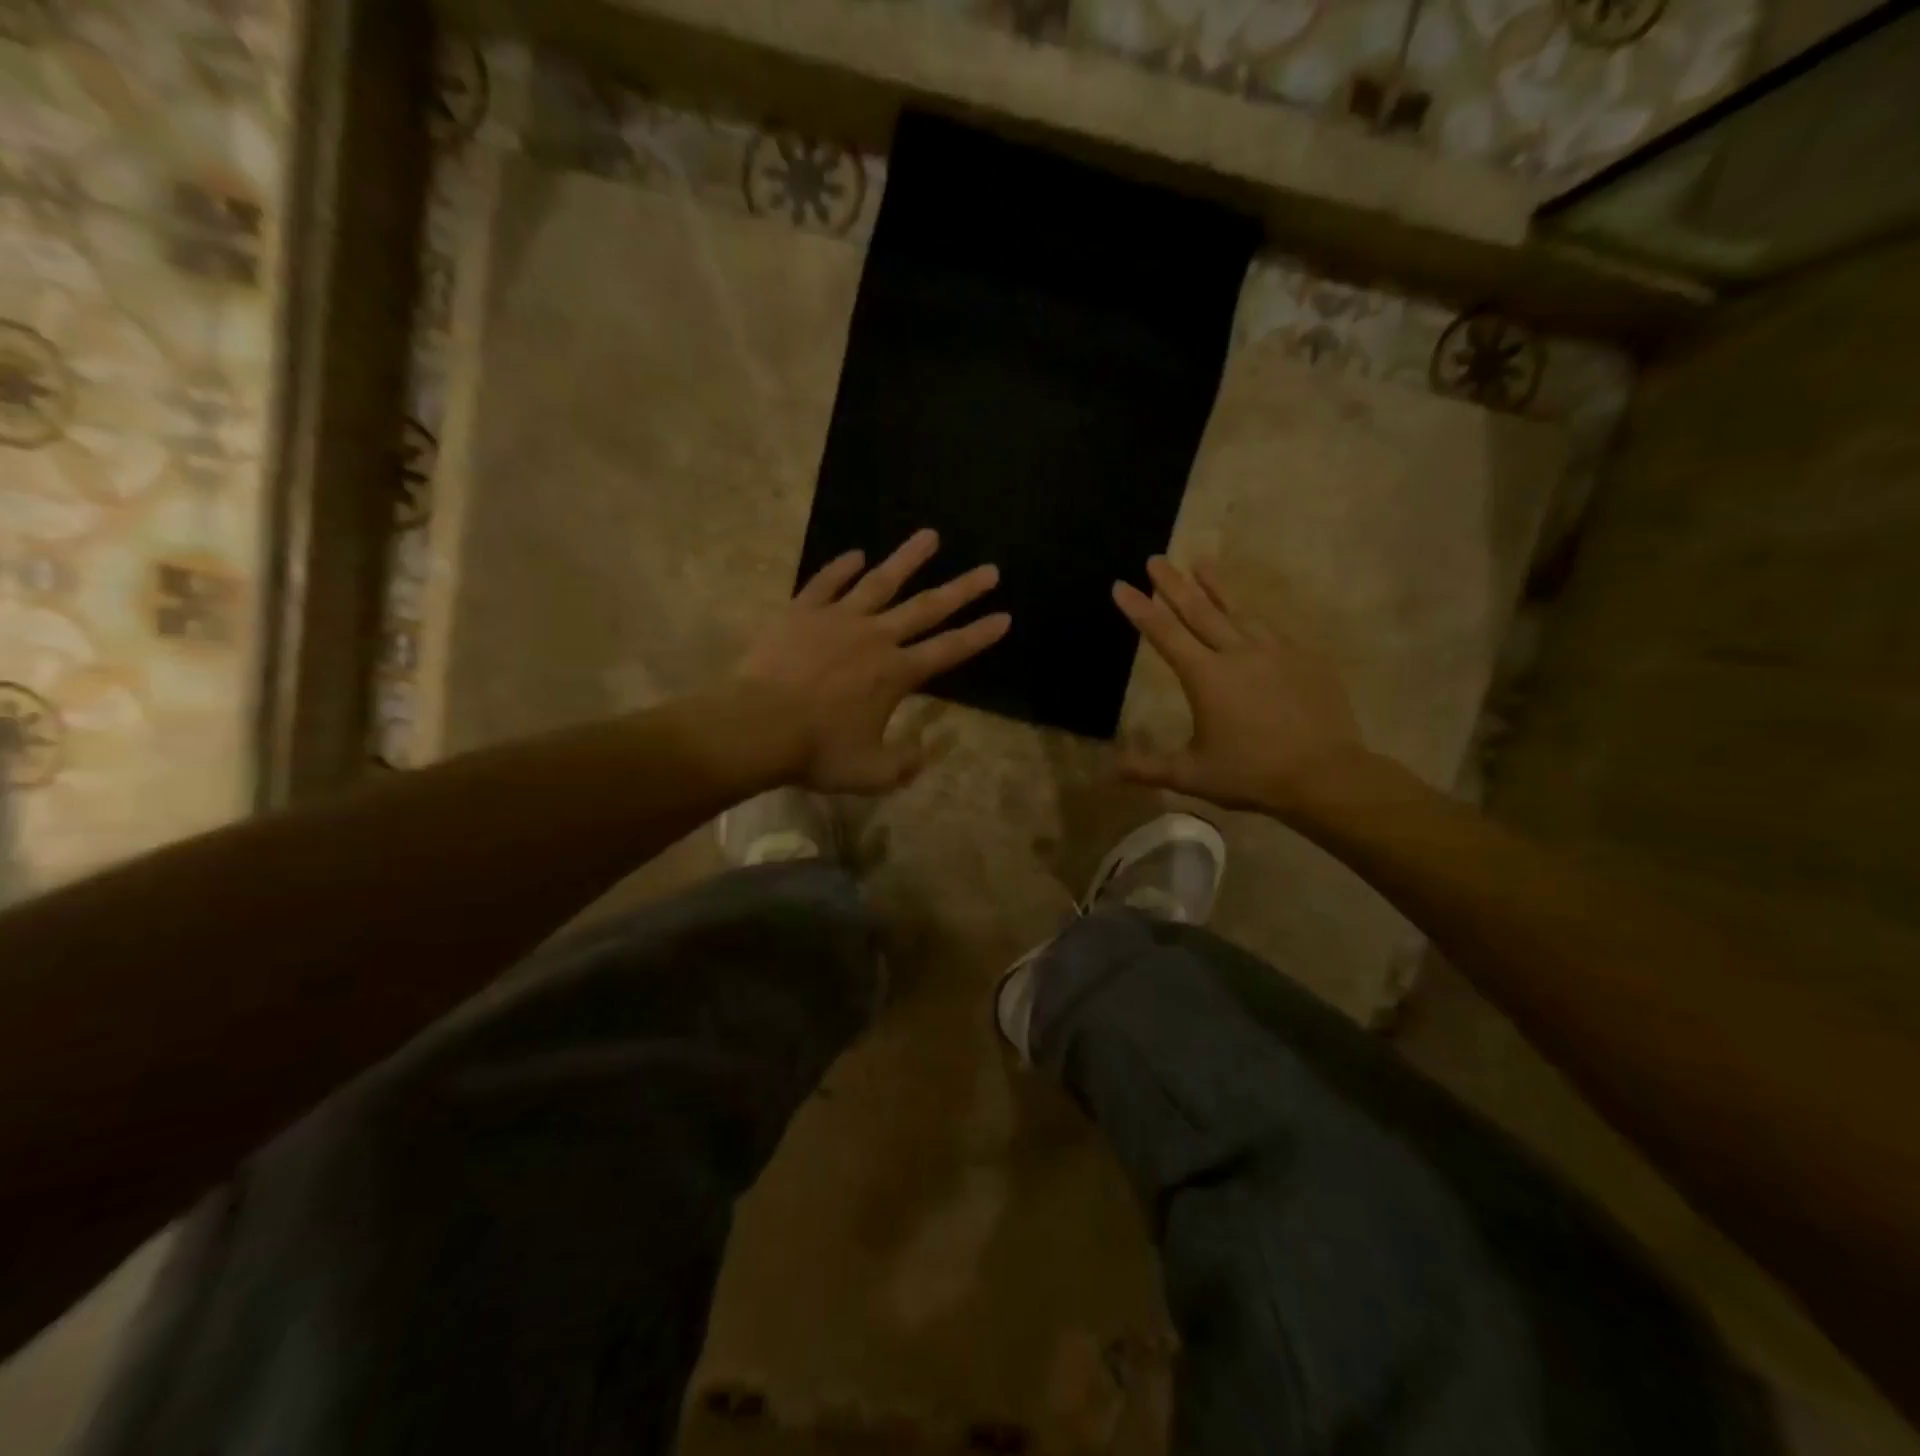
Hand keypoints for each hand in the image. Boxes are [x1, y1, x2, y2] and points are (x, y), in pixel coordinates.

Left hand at [737, 529, 1009, 792]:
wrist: (758, 726)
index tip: (1004, 616)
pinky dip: (841, 567)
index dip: (980, 635)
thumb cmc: (817, 751)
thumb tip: (926, 750)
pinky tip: (855, 554)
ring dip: (908, 559)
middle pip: (927, 607)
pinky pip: (826, 582)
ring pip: (880, 581)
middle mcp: (876, 637)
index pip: (950, 649)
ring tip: (929, 535)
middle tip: (989, 570)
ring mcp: (838, 619)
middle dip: (962, 589)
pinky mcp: (802, 612)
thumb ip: (905, 763)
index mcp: (897, 674)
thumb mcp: (872, 772)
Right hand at [1113, 557, 1366, 820]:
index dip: (1140, 609)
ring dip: (1216, 586)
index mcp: (1206, 677)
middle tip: (1156, 558)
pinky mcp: (1305, 658)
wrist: (1326, 775)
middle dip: (1173, 583)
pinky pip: (1272, 629)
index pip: (1164, 634)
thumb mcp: (1191, 775)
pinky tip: (1250, 613)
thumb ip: (1147, 767)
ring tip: (1201, 563)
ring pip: (1239, 610)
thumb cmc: (1251, 774)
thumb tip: (1107, 768)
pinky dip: (1252, 615)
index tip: (1121, 584)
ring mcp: (1276, 652)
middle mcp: (1238, 653)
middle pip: (1199, 610)